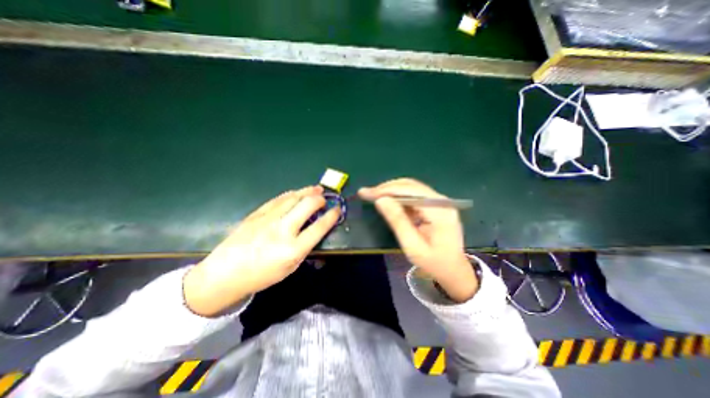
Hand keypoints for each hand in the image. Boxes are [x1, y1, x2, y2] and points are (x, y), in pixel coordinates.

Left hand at [180, 186, 338, 316]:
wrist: (225, 273)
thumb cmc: (262, 275)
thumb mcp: (290, 267)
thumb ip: (305, 247)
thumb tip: (315, 229)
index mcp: (293, 249)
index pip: (320, 227)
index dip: (332, 215)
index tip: (337, 210)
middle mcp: (283, 230)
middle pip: (307, 205)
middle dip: (320, 199)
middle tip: (325, 199)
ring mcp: (268, 219)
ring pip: (293, 198)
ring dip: (308, 191)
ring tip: (316, 188)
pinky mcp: (257, 213)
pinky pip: (279, 199)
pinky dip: (291, 194)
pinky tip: (297, 192)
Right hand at [361, 179, 476, 302]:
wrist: (454, 271)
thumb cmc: (434, 263)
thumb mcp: (413, 246)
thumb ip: (398, 221)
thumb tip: (380, 200)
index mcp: (440, 212)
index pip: (410, 191)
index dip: (387, 190)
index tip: (367, 193)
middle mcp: (442, 202)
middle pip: (411, 186)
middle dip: (387, 188)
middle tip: (367, 193)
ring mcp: (439, 202)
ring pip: (411, 188)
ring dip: (391, 191)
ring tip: (373, 196)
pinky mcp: (435, 206)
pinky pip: (414, 195)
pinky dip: (399, 197)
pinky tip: (388, 203)